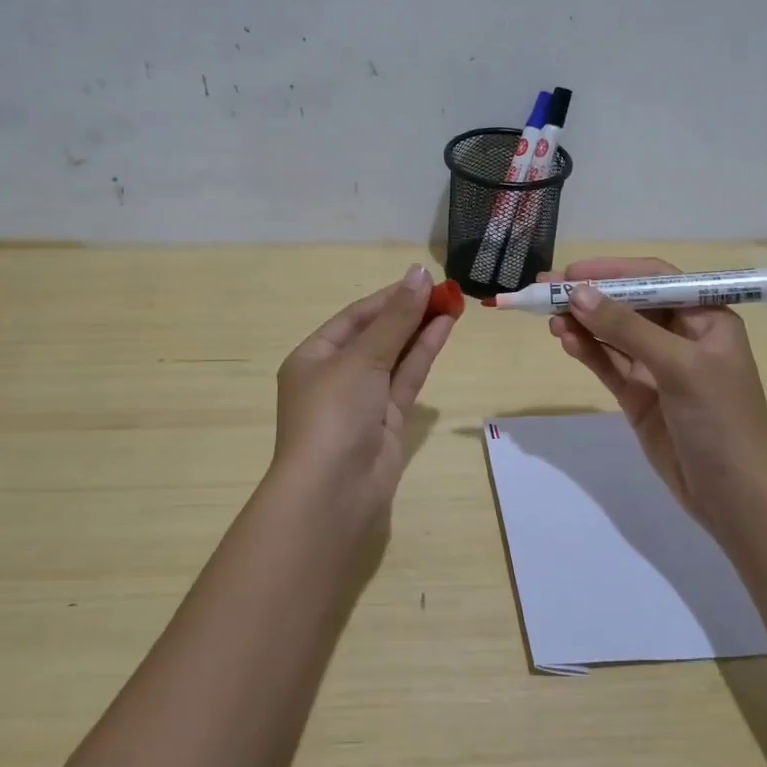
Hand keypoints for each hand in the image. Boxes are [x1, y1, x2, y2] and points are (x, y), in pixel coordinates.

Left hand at [270, 264, 454, 533]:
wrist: (334, 492)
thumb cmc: (334, 413)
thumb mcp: (362, 358)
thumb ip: (396, 318)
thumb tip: (419, 274)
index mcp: (313, 358)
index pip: (354, 318)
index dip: (389, 297)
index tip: (422, 280)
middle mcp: (336, 377)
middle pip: (376, 335)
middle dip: (408, 313)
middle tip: (445, 290)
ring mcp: (363, 402)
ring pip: (395, 357)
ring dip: (420, 331)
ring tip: (453, 303)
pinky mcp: (387, 422)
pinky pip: (406, 380)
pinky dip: (423, 355)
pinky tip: (444, 329)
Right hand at [548, 257, 766, 539]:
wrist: (735, 497)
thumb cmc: (721, 420)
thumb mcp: (679, 366)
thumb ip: (627, 329)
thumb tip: (578, 294)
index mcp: (706, 318)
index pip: (655, 279)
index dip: (613, 272)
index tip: (572, 272)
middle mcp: (681, 337)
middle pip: (628, 305)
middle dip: (590, 297)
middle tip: (545, 290)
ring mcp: (658, 368)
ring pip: (613, 335)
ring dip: (583, 325)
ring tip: (549, 320)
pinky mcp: (640, 396)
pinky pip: (609, 365)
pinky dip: (587, 352)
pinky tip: (566, 341)